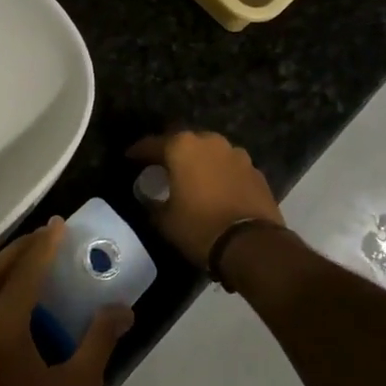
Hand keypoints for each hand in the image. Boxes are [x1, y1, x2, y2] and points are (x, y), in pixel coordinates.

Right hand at [128, 131, 283, 269]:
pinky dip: (220, 174)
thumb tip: (151, 199)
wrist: (251, 244)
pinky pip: (230, 167)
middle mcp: (210, 142)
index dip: (138, 152)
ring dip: (199, 161)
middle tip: (162, 167)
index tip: (130, 158)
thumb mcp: (165, 221)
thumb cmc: (199, 227)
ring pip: (210, 152)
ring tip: (192, 178)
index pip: (152, 144)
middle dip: (172, 152)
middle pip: (184, 142)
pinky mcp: (255, 170)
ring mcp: (236, 154)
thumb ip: (153, 204)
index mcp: (183, 147)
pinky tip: (217, 189)